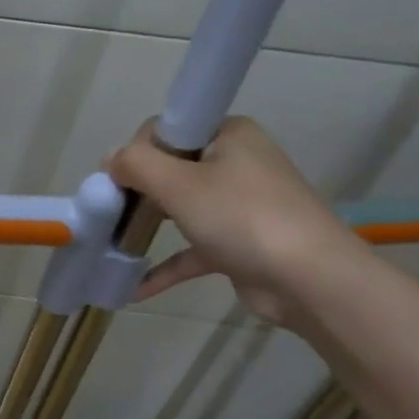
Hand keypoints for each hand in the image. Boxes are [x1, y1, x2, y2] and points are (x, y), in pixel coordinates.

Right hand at [107, 117, 367, 324]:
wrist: (308, 279)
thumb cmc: (241, 218)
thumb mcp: (179, 184)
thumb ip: (137, 165)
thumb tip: (110, 159)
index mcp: (228, 135)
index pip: (168, 131)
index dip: (136, 153)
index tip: (114, 182)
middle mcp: (236, 164)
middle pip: (172, 170)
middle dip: (137, 193)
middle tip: (109, 214)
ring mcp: (240, 206)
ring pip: (181, 210)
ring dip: (148, 227)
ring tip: (112, 244)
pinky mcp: (239, 245)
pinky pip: (192, 250)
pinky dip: (165, 266)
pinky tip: (134, 287)